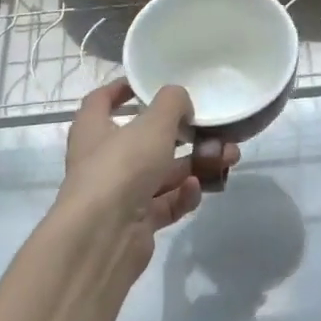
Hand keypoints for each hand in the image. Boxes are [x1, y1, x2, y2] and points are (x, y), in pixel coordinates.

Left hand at [55, 81, 236, 279]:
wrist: (104, 236)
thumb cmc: (122, 167)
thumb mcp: (153, 124)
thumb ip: (172, 103)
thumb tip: (181, 102)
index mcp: (94, 129)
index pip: (102, 101)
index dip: (122, 89)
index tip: (147, 84)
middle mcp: (104, 160)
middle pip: (146, 140)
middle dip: (183, 135)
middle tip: (214, 130)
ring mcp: (121, 193)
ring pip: (163, 173)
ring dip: (195, 165)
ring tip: (227, 158)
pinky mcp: (138, 222)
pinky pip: (166, 203)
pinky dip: (182, 195)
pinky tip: (195, 190)